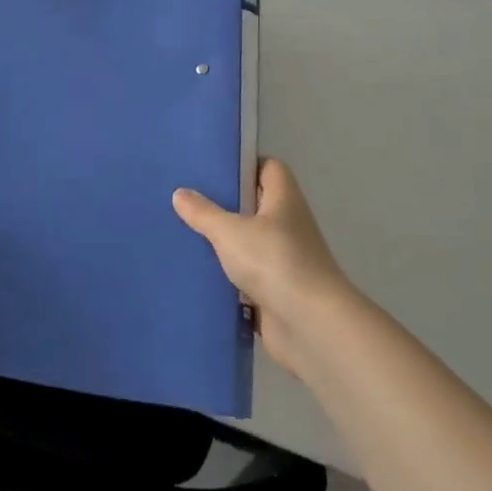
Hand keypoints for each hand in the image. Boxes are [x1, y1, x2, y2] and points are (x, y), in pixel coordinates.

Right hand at [173, 160, 351, 377]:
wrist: (310, 326)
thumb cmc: (274, 262)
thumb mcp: (230, 231)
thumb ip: (203, 212)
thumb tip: (180, 193)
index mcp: (284, 200)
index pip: (269, 168)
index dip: (245, 164)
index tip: (214, 168)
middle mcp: (288, 226)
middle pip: (256, 206)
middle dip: (226, 205)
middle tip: (189, 200)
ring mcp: (285, 261)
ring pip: (249, 244)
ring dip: (225, 244)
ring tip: (186, 235)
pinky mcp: (277, 293)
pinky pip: (247, 278)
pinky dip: (228, 278)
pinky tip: (199, 274)